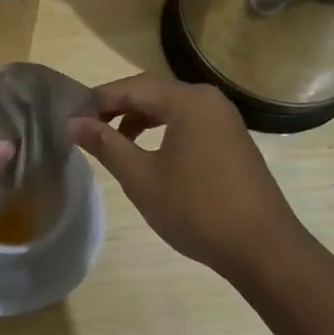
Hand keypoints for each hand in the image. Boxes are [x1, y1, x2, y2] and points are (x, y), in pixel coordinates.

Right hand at [68, 74, 310, 279]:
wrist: (263, 248)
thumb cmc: (197, 209)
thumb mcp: (142, 178)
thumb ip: (106, 145)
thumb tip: (74, 123)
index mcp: (188, 101)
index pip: (131, 87)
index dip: (98, 100)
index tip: (70, 118)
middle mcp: (208, 100)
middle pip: (152, 92)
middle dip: (117, 107)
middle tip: (87, 128)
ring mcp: (225, 120)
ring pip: (171, 108)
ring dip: (139, 119)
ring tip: (114, 143)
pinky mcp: (232, 140)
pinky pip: (189, 123)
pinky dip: (163, 130)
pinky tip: (150, 156)